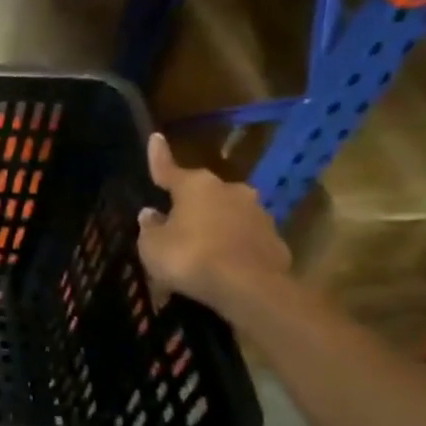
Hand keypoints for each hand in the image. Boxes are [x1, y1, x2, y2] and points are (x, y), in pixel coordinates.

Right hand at [136, 133, 290, 314]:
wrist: (249, 288)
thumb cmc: (190, 258)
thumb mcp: (152, 246)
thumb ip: (150, 227)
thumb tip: (152, 214)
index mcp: (195, 186)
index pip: (168, 168)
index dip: (158, 156)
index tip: (155, 137)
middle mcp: (229, 190)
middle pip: (202, 193)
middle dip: (190, 204)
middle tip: (175, 222)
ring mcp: (257, 213)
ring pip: (226, 214)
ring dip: (213, 225)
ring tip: (200, 249)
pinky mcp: (274, 239)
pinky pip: (244, 238)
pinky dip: (232, 246)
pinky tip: (222, 265)